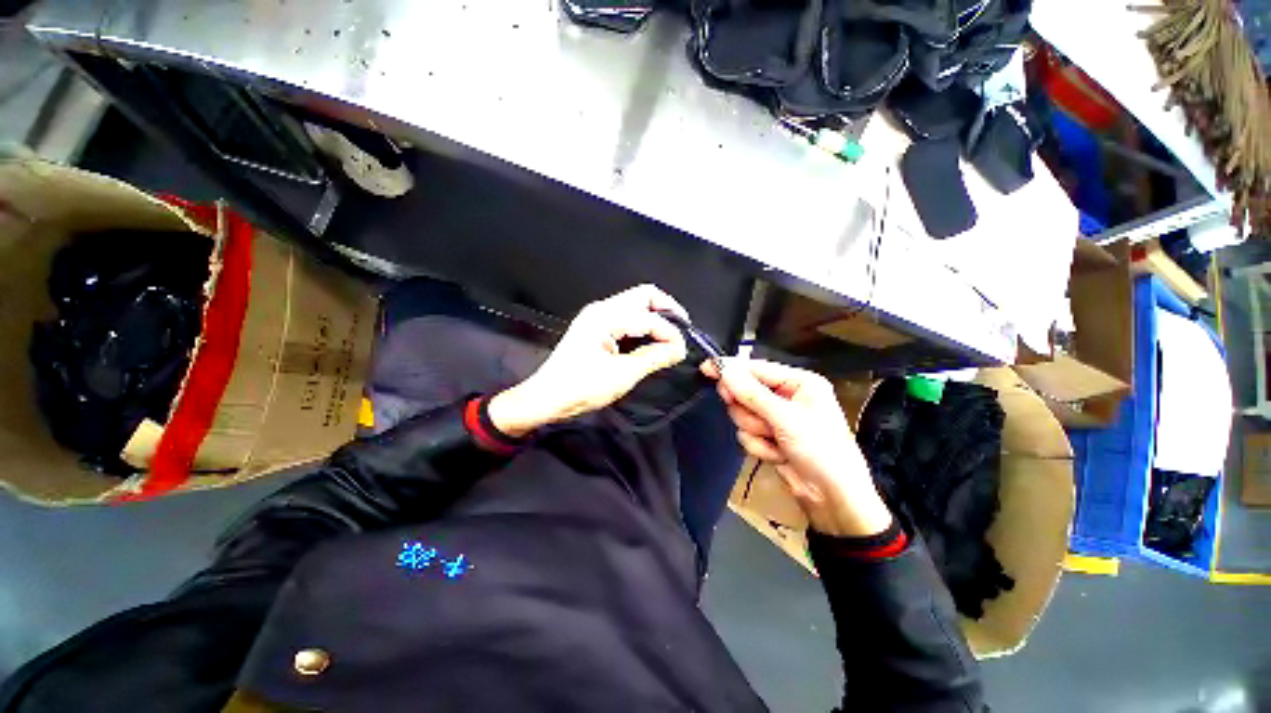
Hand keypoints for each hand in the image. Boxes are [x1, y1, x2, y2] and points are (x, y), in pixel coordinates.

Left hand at [488, 285, 688, 435]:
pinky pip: (627, 316)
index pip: (649, 317)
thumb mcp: (622, 375)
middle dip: (667, 310)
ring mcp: (597, 316)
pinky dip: (642, 325)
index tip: (682, 351)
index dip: (670, 332)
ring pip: (636, 304)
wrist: (546, 398)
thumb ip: (654, 358)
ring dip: (655, 317)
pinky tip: (650, 341)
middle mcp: (602, 309)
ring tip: (668, 338)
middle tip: (681, 331)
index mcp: (605, 317)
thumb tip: (679, 349)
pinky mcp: (596, 326)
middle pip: (644, 296)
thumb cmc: (581, 388)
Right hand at [703, 358, 892, 537]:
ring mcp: (776, 418)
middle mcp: (786, 396)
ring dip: (756, 431)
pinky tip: (778, 454)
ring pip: (742, 414)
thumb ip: (751, 393)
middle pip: (745, 392)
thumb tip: (723, 369)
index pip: (756, 369)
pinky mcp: (769, 437)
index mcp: (799, 382)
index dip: (731, 369)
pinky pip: (747, 433)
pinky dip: (759, 446)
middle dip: (749, 410)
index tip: (706, 368)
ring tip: (777, 442)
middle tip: (756, 419)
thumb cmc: (821, 450)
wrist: (833, 499)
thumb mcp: (786, 419)